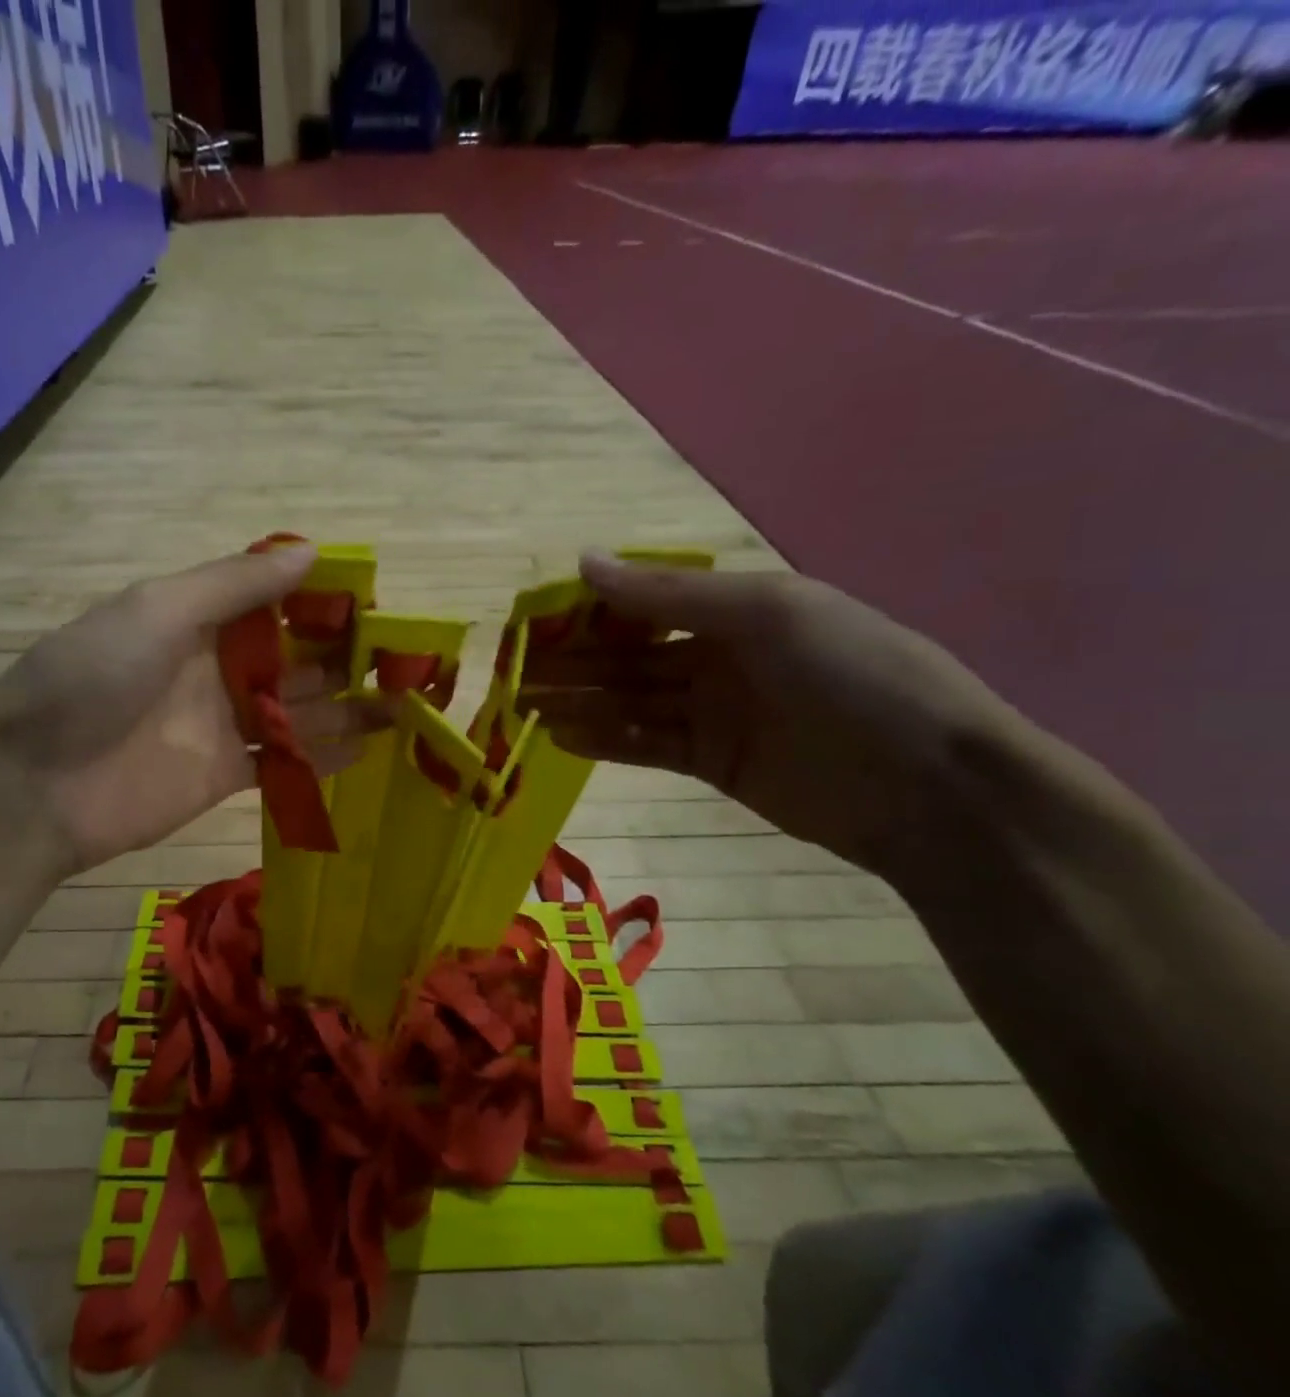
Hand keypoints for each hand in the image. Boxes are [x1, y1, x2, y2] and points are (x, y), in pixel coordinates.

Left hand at [0, 546, 382, 877]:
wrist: (32, 787)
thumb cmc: (90, 681)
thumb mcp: (157, 611)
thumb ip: (234, 584)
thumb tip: (312, 551)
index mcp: (195, 618)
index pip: (272, 601)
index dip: (321, 600)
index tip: (376, 602)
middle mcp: (214, 667)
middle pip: (293, 657)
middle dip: (344, 656)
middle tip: (405, 661)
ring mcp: (220, 724)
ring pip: (296, 711)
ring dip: (345, 706)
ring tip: (402, 705)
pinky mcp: (223, 776)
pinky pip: (282, 762)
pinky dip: (320, 755)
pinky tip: (364, 747)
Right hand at [517, 555, 1025, 876]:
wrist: (932, 787)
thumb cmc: (855, 676)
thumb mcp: (768, 614)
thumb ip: (669, 593)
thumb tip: (583, 561)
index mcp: (738, 606)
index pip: (644, 602)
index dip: (588, 609)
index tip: (533, 619)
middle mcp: (719, 654)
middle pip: (627, 655)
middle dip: (570, 661)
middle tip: (511, 672)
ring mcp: (714, 712)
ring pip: (628, 700)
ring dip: (577, 701)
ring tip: (521, 707)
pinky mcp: (711, 762)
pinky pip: (644, 744)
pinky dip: (604, 740)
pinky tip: (560, 737)